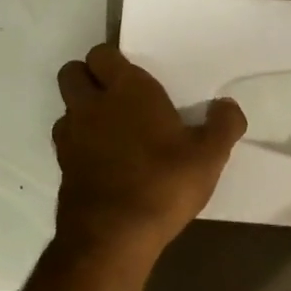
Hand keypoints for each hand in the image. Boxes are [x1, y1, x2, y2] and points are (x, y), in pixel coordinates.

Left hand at [52, 44, 245, 262]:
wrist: (114, 235)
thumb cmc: (165, 184)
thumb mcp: (210, 156)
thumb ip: (224, 125)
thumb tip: (227, 105)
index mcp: (128, 90)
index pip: (104, 54)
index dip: (116, 62)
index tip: (137, 78)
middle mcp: (92, 104)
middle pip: (74, 72)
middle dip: (90, 77)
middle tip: (120, 97)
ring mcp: (71, 136)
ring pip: (68, 106)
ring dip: (84, 110)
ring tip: (113, 129)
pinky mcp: (63, 166)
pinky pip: (68, 140)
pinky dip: (82, 142)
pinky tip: (106, 160)